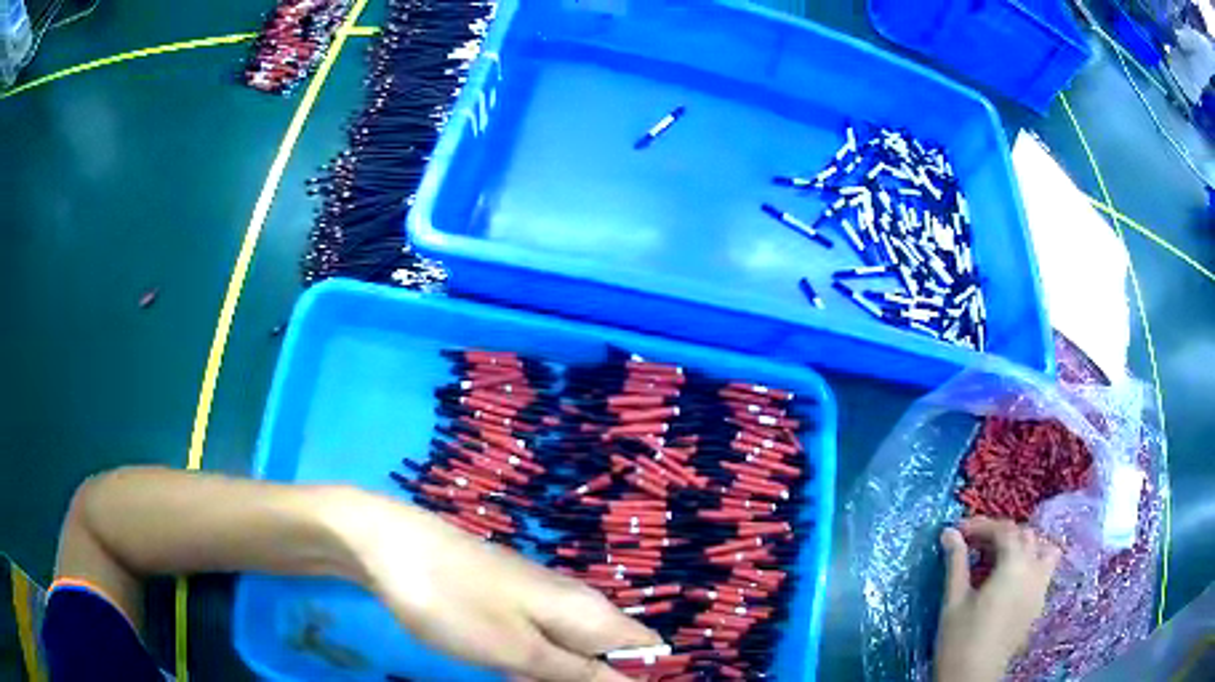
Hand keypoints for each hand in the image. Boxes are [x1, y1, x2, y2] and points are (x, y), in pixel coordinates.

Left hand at [333, 492, 660, 681]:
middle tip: (531, 681)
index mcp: (588, 610)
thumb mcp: (518, 651)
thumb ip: (581, 674)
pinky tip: (496, 663)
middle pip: (608, 653)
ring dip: (551, 674)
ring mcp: (539, 597)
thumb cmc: (455, 603)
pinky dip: (526, 660)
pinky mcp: (510, 598)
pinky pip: (538, 639)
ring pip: (569, 650)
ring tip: (510, 674)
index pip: (647, 648)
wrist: (390, 544)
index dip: (641, 678)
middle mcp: (574, 599)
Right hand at [933, 517, 1061, 681]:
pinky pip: (1045, 569)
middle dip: (1001, 534)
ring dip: (1025, 545)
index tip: (958, 532)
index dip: (981, 526)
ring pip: (1044, 549)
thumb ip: (956, 563)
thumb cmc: (960, 640)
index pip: (1003, 530)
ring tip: (1002, 557)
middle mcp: (1033, 570)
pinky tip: (1012, 578)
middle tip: (975, 545)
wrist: (973, 677)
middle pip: (1026, 535)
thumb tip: (949, 532)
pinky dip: (1033, 562)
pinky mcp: (1039, 604)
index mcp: (1013, 566)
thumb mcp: (954, 600)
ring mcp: (1040, 587)